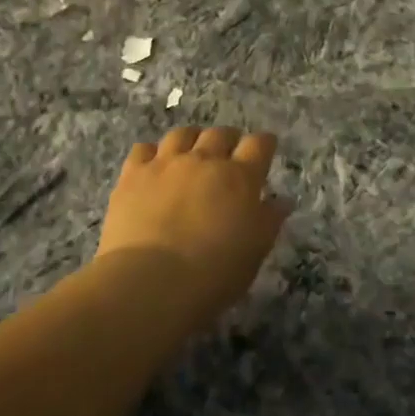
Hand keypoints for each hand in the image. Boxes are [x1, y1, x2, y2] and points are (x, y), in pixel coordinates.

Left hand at [97, 127, 292, 331]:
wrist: (150, 281)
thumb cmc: (213, 274)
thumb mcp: (254, 252)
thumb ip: (269, 221)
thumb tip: (281, 201)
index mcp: (240, 178)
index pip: (259, 144)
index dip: (264, 143)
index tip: (265, 148)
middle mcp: (204, 160)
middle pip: (220, 134)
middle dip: (228, 139)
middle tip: (228, 154)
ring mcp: (166, 164)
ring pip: (182, 134)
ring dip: (192, 140)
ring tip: (191, 153)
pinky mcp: (133, 174)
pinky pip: (143, 149)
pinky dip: (152, 153)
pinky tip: (153, 166)